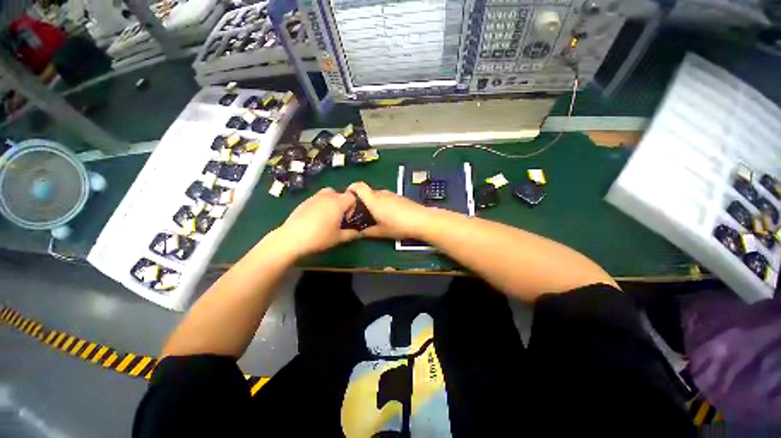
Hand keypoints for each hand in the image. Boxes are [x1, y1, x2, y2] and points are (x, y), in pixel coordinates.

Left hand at [276, 187, 358, 256]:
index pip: (351, 197)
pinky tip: (315, 219)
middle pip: (338, 193)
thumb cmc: (320, 237)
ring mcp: (313, 198)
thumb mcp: (338, 238)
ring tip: (327, 217)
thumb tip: (358, 232)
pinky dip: (319, 205)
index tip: (347, 218)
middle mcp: (326, 196)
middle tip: (338, 217)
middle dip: (341, 203)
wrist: (292, 238)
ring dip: (330, 202)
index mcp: (338, 203)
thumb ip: (351, 234)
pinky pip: (316, 199)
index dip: (352, 207)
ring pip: (326, 194)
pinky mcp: (303, 202)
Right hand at [347, 181, 429, 238]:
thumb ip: (368, 232)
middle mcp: (381, 194)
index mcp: (373, 200)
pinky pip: (387, 198)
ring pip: (378, 196)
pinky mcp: (400, 197)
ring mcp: (392, 194)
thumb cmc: (398, 225)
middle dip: (362, 201)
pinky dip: (383, 204)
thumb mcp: (381, 232)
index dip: (351, 189)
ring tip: (375, 216)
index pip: (358, 186)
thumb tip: (359, 233)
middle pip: (368, 192)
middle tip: (361, 214)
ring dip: (374, 203)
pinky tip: (388, 215)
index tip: (348, 198)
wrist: (421, 220)